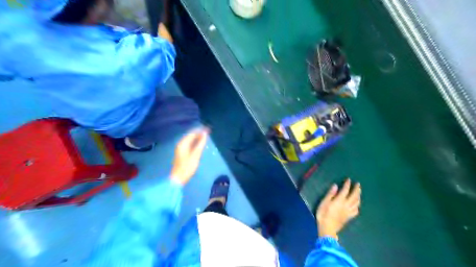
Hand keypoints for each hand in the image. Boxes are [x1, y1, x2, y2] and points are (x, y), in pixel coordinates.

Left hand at [170, 129, 208, 186]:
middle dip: (199, 132)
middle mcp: (181, 144)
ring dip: (197, 137)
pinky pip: (189, 143)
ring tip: (205, 136)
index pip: (192, 133)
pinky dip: (195, 141)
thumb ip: (200, 144)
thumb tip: (205, 134)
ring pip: (190, 139)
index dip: (200, 130)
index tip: (208, 129)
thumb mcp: (196, 155)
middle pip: (190, 135)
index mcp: (183, 143)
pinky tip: (199, 143)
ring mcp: (180, 148)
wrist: (178, 178)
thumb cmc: (187, 166)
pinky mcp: (182, 152)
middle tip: (208, 131)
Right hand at [315, 180, 360, 239]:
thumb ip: (330, 194)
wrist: (327, 228)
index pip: (345, 190)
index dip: (347, 184)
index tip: (349, 179)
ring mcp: (349, 212)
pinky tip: (357, 205)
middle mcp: (346, 205)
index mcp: (340, 201)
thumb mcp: (324, 202)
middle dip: (356, 189)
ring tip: (359, 192)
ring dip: (359, 196)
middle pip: (354, 196)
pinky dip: (358, 206)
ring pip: (357, 203)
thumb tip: (336, 186)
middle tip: (358, 184)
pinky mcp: (349, 217)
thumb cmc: (323, 214)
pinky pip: (356, 210)